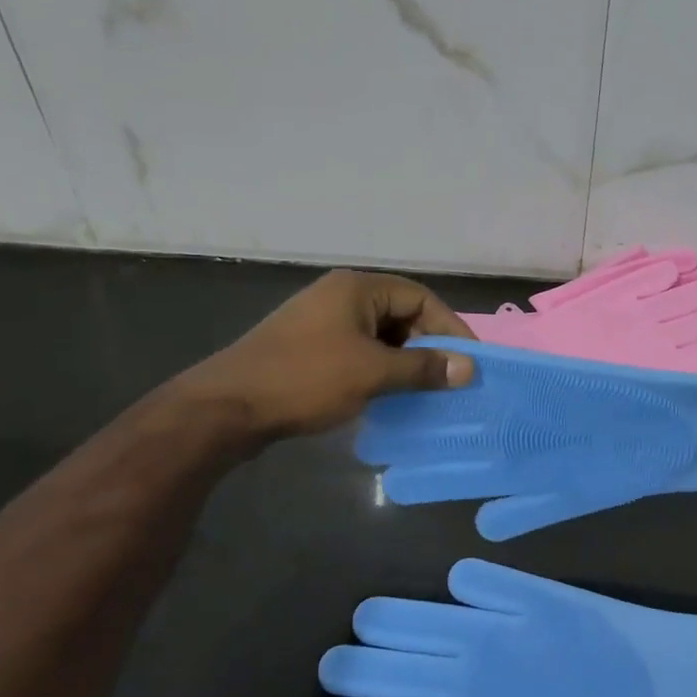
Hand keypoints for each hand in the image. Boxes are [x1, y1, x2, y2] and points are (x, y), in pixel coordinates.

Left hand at [178, 270, 474, 442]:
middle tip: (448, 378)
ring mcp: (321, 322)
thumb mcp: (372, 373)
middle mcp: (340, 297)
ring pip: (379, 336)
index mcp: (356, 289)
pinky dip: (379, 370)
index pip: (420, 298)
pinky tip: (388, 396)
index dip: (449, 327)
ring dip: (403, 361)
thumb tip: (469, 368)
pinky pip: (358, 352)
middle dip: (427, 346)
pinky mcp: (308, 348)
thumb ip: (423, 368)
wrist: (227, 407)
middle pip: (400, 314)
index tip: (469, 361)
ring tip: (424, 391)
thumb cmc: (305, 379)